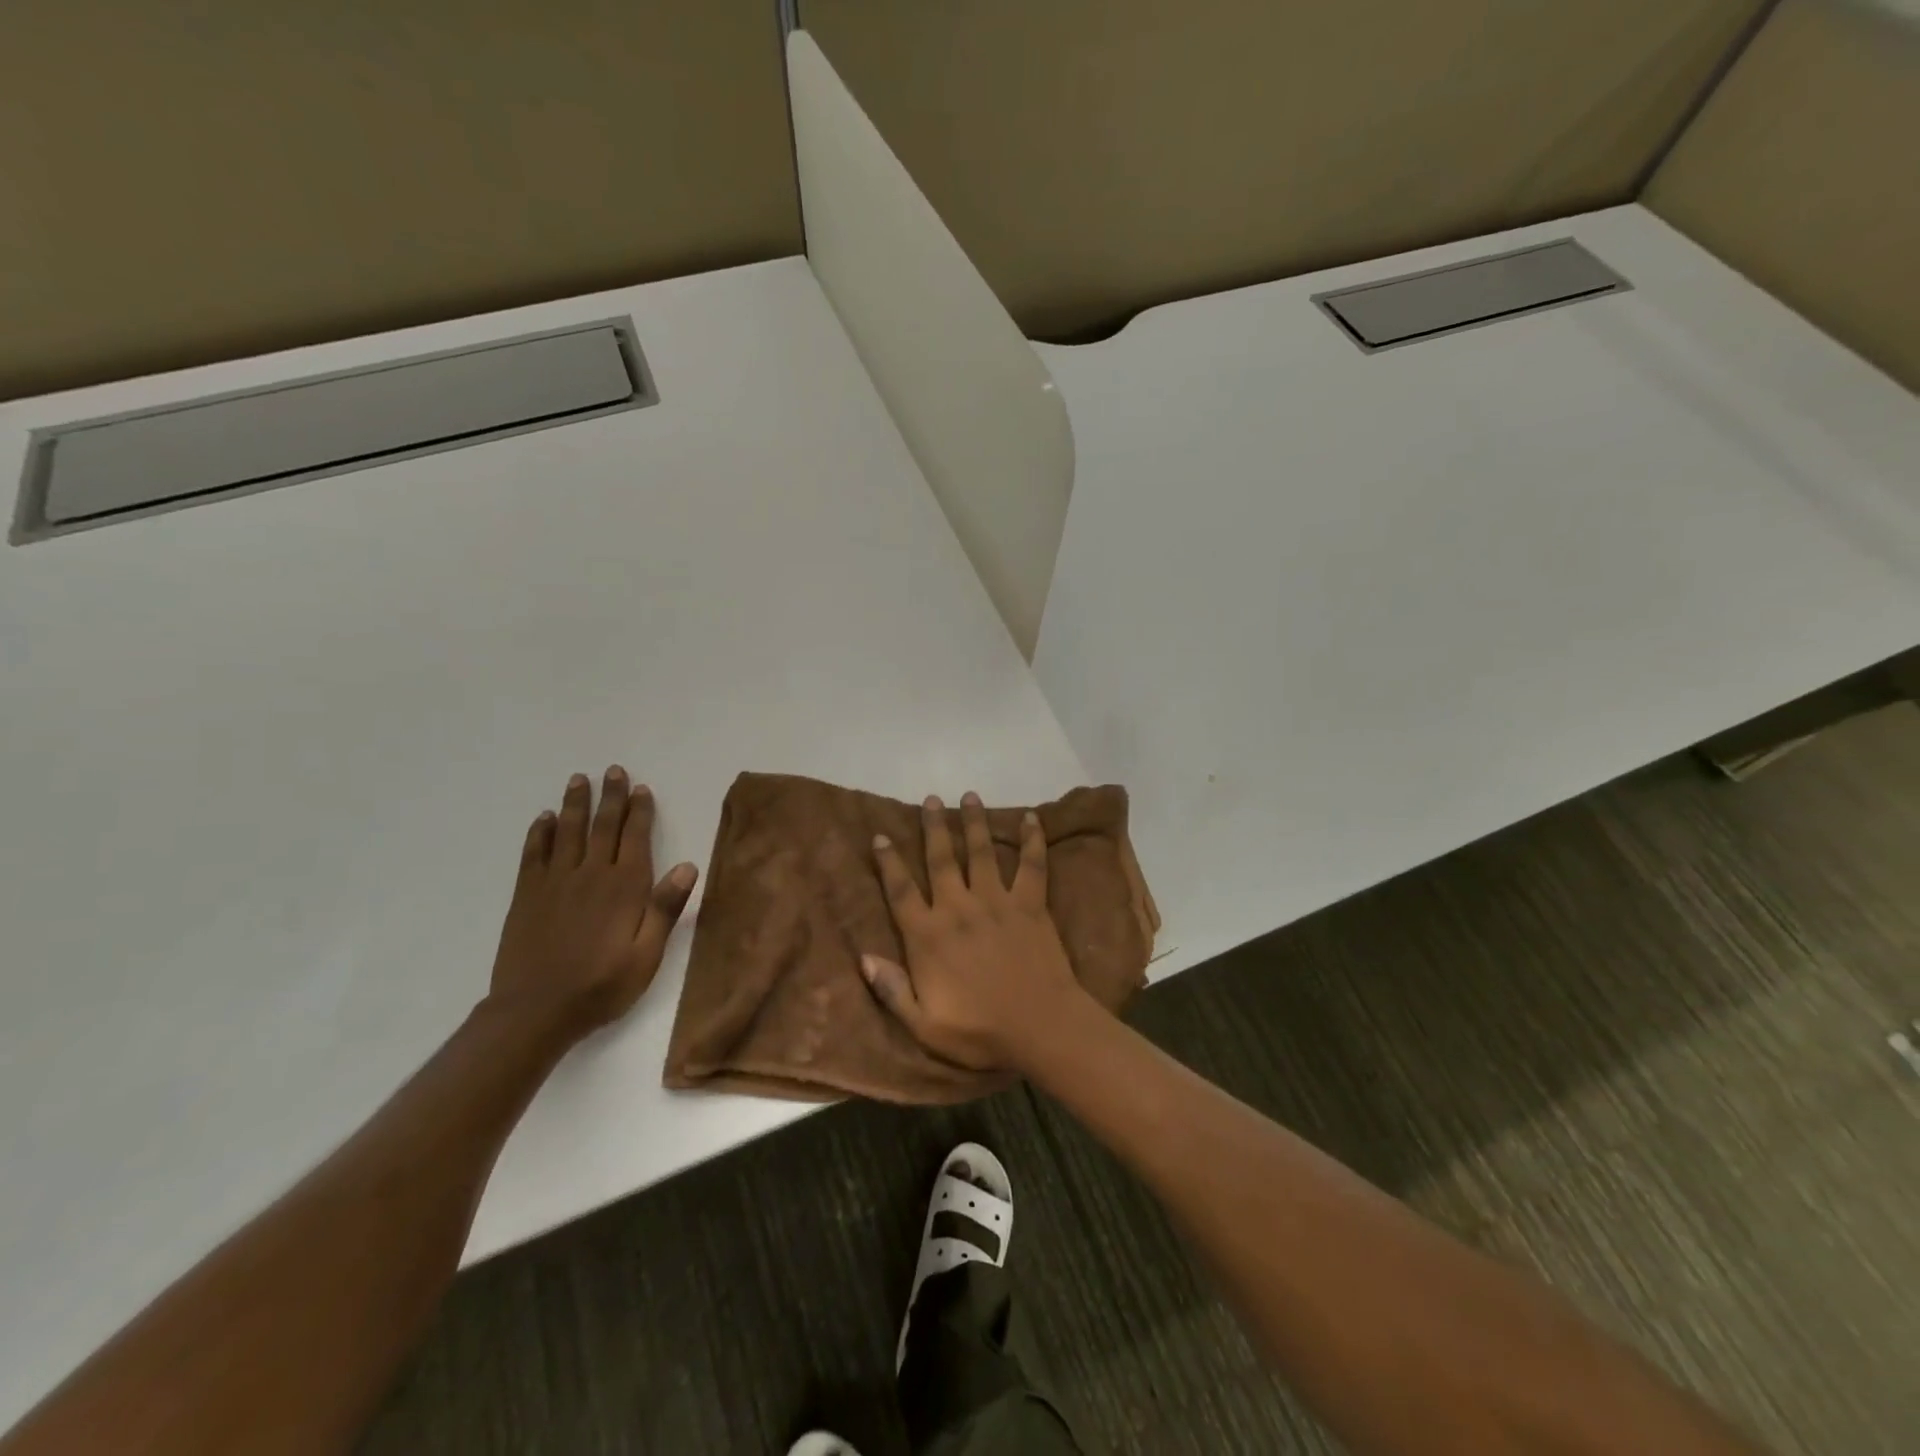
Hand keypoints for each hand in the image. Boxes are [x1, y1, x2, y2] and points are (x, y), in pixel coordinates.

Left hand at [487, 766, 698, 1037]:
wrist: (536, 1011)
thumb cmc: (602, 985)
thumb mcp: (647, 955)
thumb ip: (665, 908)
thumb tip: (688, 865)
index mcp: (625, 887)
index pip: (635, 838)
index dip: (639, 811)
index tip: (641, 788)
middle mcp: (591, 875)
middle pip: (602, 826)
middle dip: (610, 797)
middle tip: (613, 770)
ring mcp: (555, 882)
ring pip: (568, 832)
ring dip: (575, 804)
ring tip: (579, 780)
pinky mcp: (527, 895)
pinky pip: (534, 854)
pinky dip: (540, 833)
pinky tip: (544, 818)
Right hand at [863, 792, 1092, 1072]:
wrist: (1040, 1027)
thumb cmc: (979, 1031)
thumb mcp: (924, 1025)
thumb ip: (892, 990)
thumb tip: (863, 958)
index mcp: (929, 936)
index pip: (901, 891)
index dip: (888, 862)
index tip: (881, 837)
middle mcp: (959, 908)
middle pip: (941, 858)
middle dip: (934, 826)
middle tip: (930, 800)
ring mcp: (997, 901)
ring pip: (982, 852)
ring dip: (974, 822)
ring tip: (969, 795)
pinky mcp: (1030, 904)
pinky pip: (1032, 865)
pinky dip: (1032, 840)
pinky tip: (1032, 817)